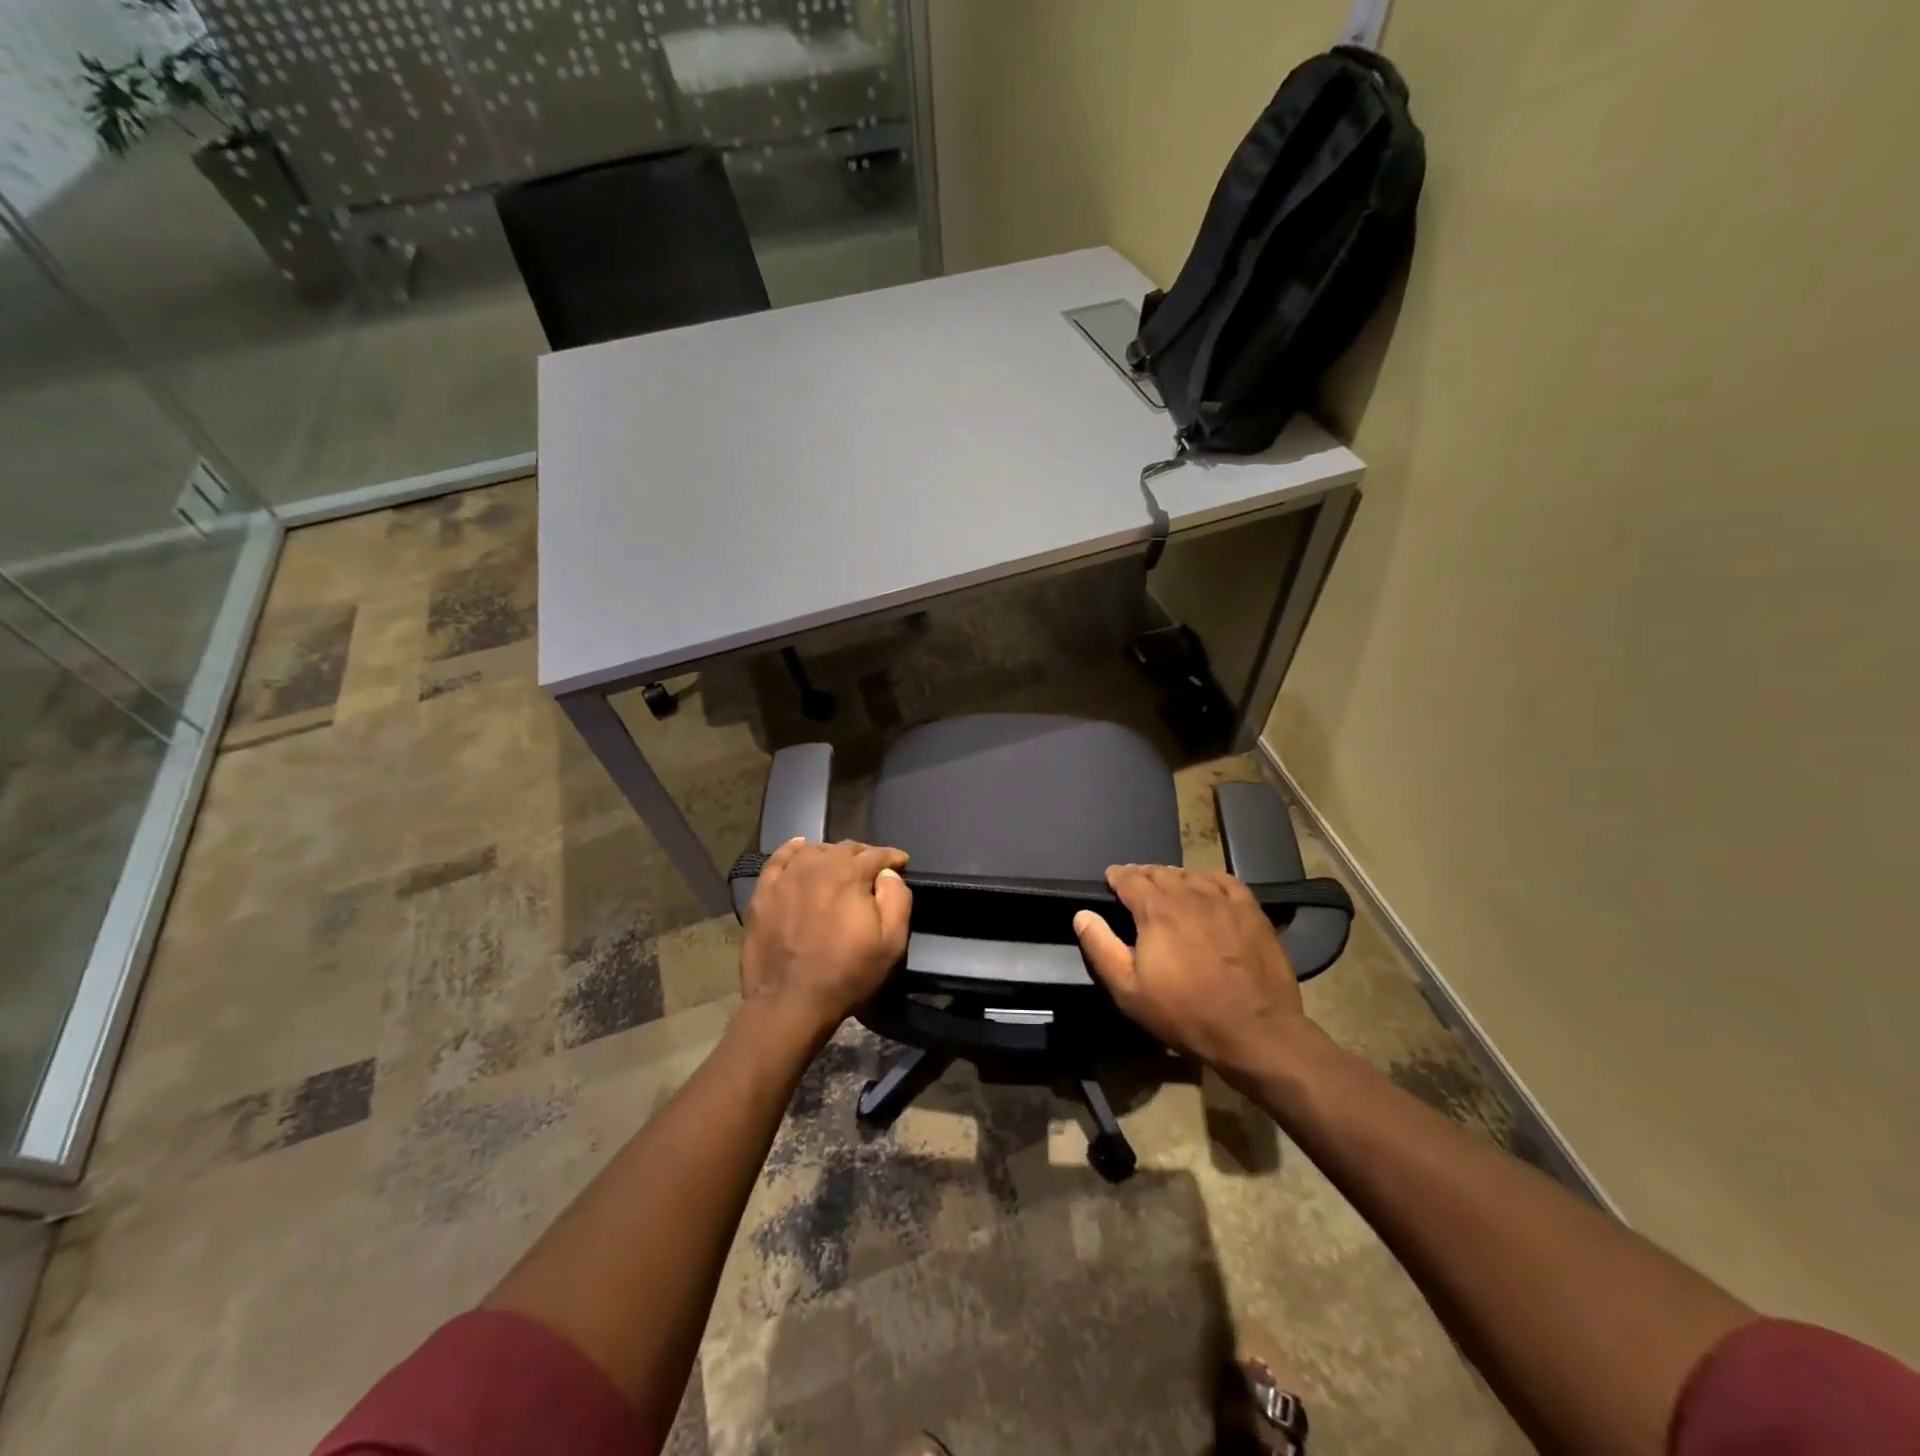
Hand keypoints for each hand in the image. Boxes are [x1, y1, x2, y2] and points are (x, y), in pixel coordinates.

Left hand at [739, 839, 911, 1044]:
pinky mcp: (763, 893)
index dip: (891, 857)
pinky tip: (800, 849)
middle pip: (845, 848)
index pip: (875, 854)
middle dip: (864, 855)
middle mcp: (817, 867)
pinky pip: (779, 859)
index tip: (901, 863)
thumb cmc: (847, 974)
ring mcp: (786, 878)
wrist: (790, 1002)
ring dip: (832, 854)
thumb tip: (888, 874)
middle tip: (872, 869)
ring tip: (839, 866)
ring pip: (814, 851)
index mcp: (849, 875)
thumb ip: (897, 899)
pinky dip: (793, 850)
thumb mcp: (891, 943)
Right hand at [1073, 864, 1307, 1081]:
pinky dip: (1209, 880)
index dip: (1117, 876)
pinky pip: (1225, 881)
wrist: (1254, 1032)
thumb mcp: (1129, 990)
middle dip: (1143, 874)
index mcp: (1155, 910)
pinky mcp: (1251, 911)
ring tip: (1168, 885)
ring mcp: (1223, 901)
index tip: (1110, 879)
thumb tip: (1082, 915)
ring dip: (1174, 876)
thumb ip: (1101, 948)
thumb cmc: (1185, 1013)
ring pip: (1191, 874)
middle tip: (1135, 882)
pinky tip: (1207, 888)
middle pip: (1160, 872)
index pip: (1129, 879)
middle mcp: (1188, 895)